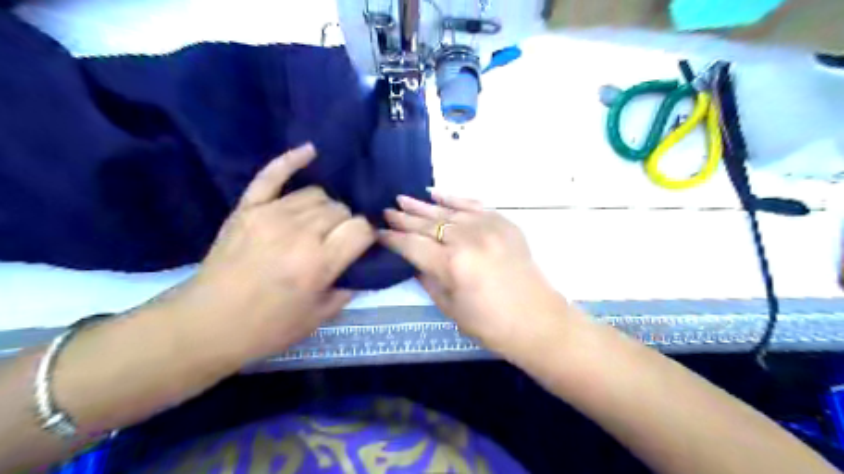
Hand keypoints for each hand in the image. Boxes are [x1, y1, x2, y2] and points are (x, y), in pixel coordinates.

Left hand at [167, 144, 373, 361]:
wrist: (207, 323)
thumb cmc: (268, 327)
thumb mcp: (319, 317)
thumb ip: (348, 287)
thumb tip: (362, 265)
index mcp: (319, 262)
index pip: (361, 228)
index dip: (367, 237)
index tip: (361, 248)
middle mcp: (300, 232)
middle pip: (341, 209)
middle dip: (345, 225)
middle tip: (335, 243)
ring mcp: (271, 215)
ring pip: (317, 193)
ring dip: (325, 208)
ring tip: (318, 225)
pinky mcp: (248, 208)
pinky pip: (272, 175)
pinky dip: (292, 160)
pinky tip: (310, 151)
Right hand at [381, 193, 565, 352]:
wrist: (538, 320)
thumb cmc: (491, 324)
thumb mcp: (450, 308)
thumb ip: (428, 280)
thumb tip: (414, 261)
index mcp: (452, 264)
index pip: (412, 245)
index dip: (393, 239)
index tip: (378, 232)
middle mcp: (468, 239)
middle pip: (427, 225)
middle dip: (404, 218)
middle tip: (386, 211)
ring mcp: (488, 227)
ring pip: (447, 211)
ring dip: (423, 205)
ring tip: (402, 198)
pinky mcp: (504, 223)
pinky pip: (473, 205)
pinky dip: (453, 198)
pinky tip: (436, 193)